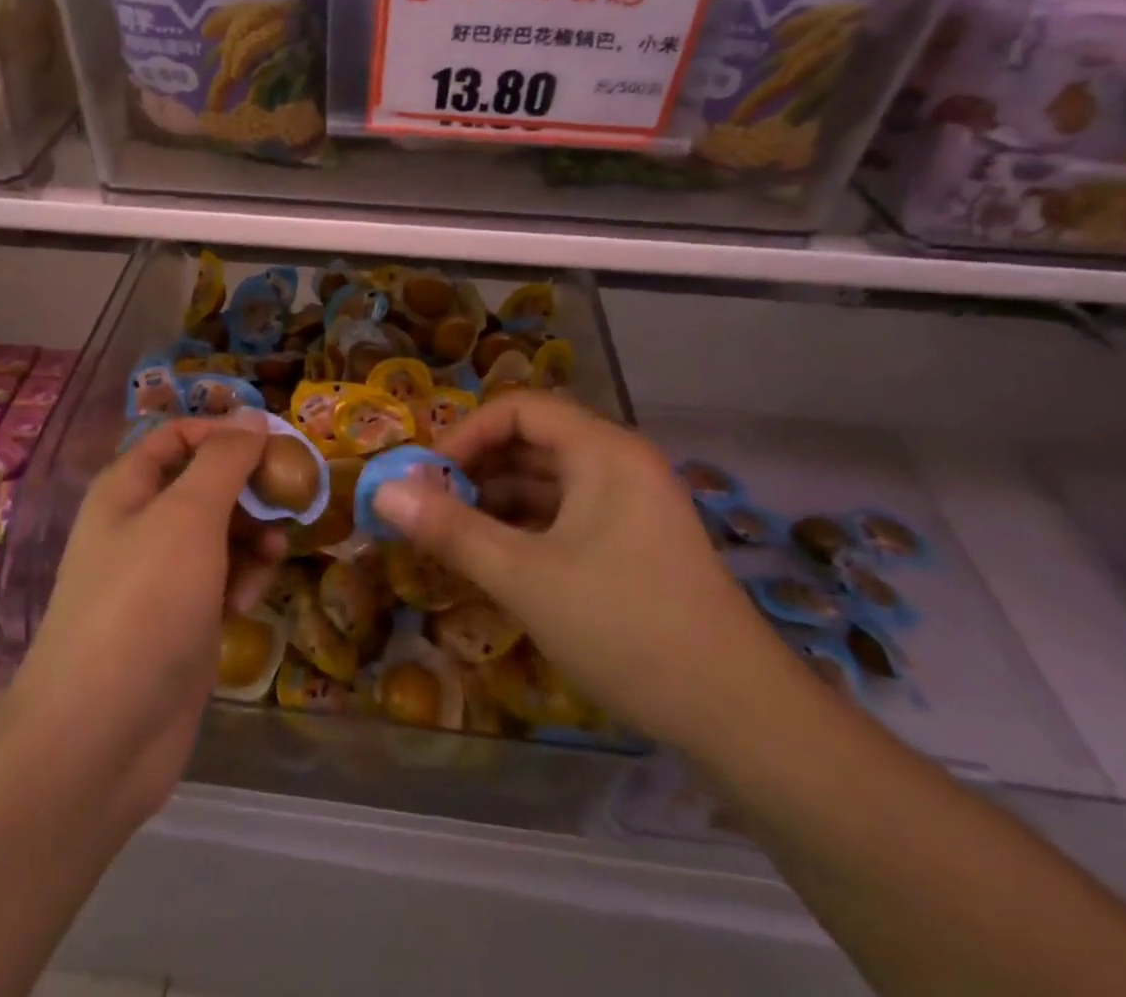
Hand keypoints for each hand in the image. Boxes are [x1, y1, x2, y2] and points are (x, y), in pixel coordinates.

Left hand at [8, 411, 282, 826]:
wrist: (101, 735)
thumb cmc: (145, 603)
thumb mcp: (189, 516)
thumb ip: (224, 461)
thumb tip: (253, 418)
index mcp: (127, 489)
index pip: (177, 437)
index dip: (224, 433)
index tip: (275, 444)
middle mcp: (139, 526)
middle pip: (203, 485)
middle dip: (248, 490)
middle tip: (291, 499)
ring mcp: (159, 578)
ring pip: (218, 534)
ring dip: (252, 537)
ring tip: (273, 555)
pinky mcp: (180, 622)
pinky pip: (220, 580)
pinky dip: (240, 580)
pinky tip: (251, 597)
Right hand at [371, 391, 788, 745]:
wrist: (741, 717)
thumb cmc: (626, 627)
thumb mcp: (524, 577)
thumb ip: (451, 529)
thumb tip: (383, 491)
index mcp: (602, 451)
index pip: (518, 409)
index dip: (466, 434)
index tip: (427, 477)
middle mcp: (621, 463)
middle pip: (534, 441)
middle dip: (477, 468)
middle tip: (431, 506)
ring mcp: (633, 504)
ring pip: (551, 481)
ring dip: (499, 500)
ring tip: (453, 533)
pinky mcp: (637, 542)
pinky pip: (570, 514)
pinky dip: (528, 526)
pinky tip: (497, 558)